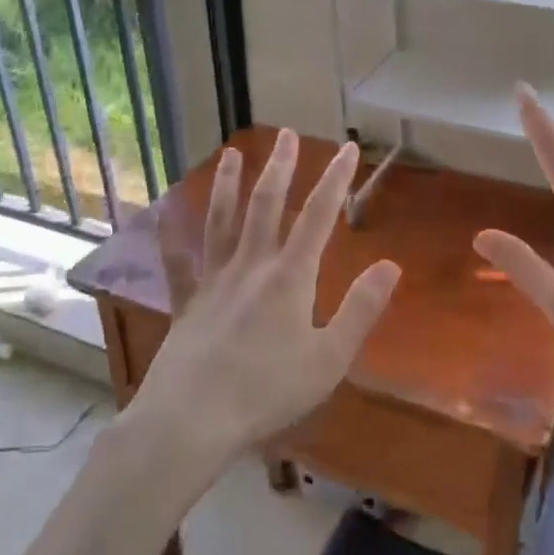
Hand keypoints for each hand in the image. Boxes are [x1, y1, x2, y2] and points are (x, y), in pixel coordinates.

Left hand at [133, 131, 401, 456]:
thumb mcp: (329, 359)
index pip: (319, 215)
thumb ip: (361, 310)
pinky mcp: (187, 303)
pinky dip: (171, 238)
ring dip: (228, 185)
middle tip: (286, 134)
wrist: (190, 420)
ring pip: (222, 221)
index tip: (347, 148)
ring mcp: (214, 281)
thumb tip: (391, 265)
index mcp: (290, 277)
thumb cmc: (267, 392)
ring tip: (231, 154)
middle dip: (280, 167)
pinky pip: (179, 263)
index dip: (335, 179)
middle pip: (267, 205)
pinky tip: (162, 218)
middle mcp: (251, 266)